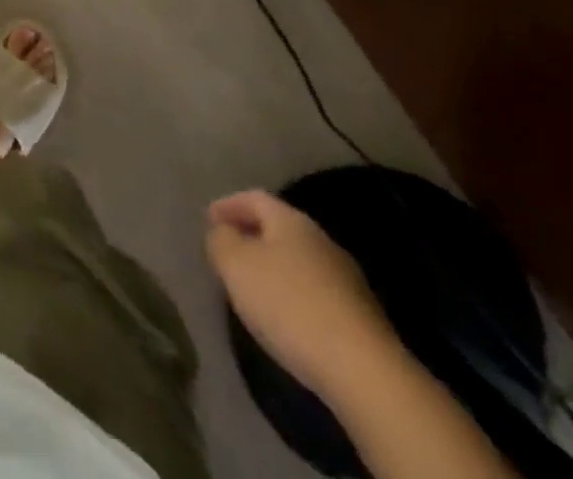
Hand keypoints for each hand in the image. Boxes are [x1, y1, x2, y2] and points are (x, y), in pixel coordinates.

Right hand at [206, 189, 401, 401]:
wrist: (364, 372)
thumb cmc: (289, 305)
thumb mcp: (235, 265)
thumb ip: (221, 240)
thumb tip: (224, 233)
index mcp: (291, 221)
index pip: (254, 198)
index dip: (228, 205)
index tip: (208, 220)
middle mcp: (322, 241)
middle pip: (279, 228)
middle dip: (252, 236)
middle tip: (228, 252)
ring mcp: (347, 281)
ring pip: (299, 262)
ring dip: (273, 268)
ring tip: (252, 288)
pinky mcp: (361, 319)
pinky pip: (315, 293)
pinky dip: (293, 296)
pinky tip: (284, 318)